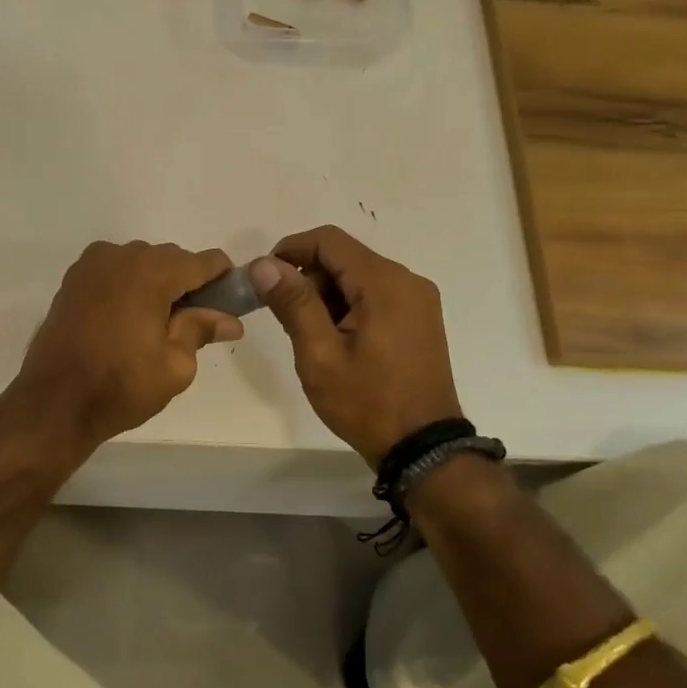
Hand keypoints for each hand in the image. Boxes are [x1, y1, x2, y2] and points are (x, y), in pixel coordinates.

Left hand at [4, 240, 244, 457]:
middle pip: (172, 259)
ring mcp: (92, 264)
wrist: (52, 403)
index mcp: (152, 272)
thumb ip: (202, 330)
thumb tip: (230, 320)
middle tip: (192, 325)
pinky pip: (115, 272)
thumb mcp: (175, 366)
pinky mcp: (73, 279)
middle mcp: (121, 255)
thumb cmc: (120, 386)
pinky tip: (126, 321)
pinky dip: (129, 287)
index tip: (228, 307)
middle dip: (187, 285)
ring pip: (141, 263)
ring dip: (156, 285)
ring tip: (154, 327)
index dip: (224, 280)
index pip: (205, 261)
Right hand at [248, 225, 462, 465]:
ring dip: (327, 294)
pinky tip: (337, 340)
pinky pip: (376, 295)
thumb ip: (293, 303)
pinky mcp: (420, 318)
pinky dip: (349, 306)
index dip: (290, 250)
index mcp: (384, 282)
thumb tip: (264, 264)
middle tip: (286, 318)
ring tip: (311, 336)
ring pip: (359, 276)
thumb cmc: (366, 401)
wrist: (422, 447)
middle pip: (344, 257)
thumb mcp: (319, 354)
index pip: (329, 240)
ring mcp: (418, 300)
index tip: (264, 279)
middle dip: (308, 277)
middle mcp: (407, 280)